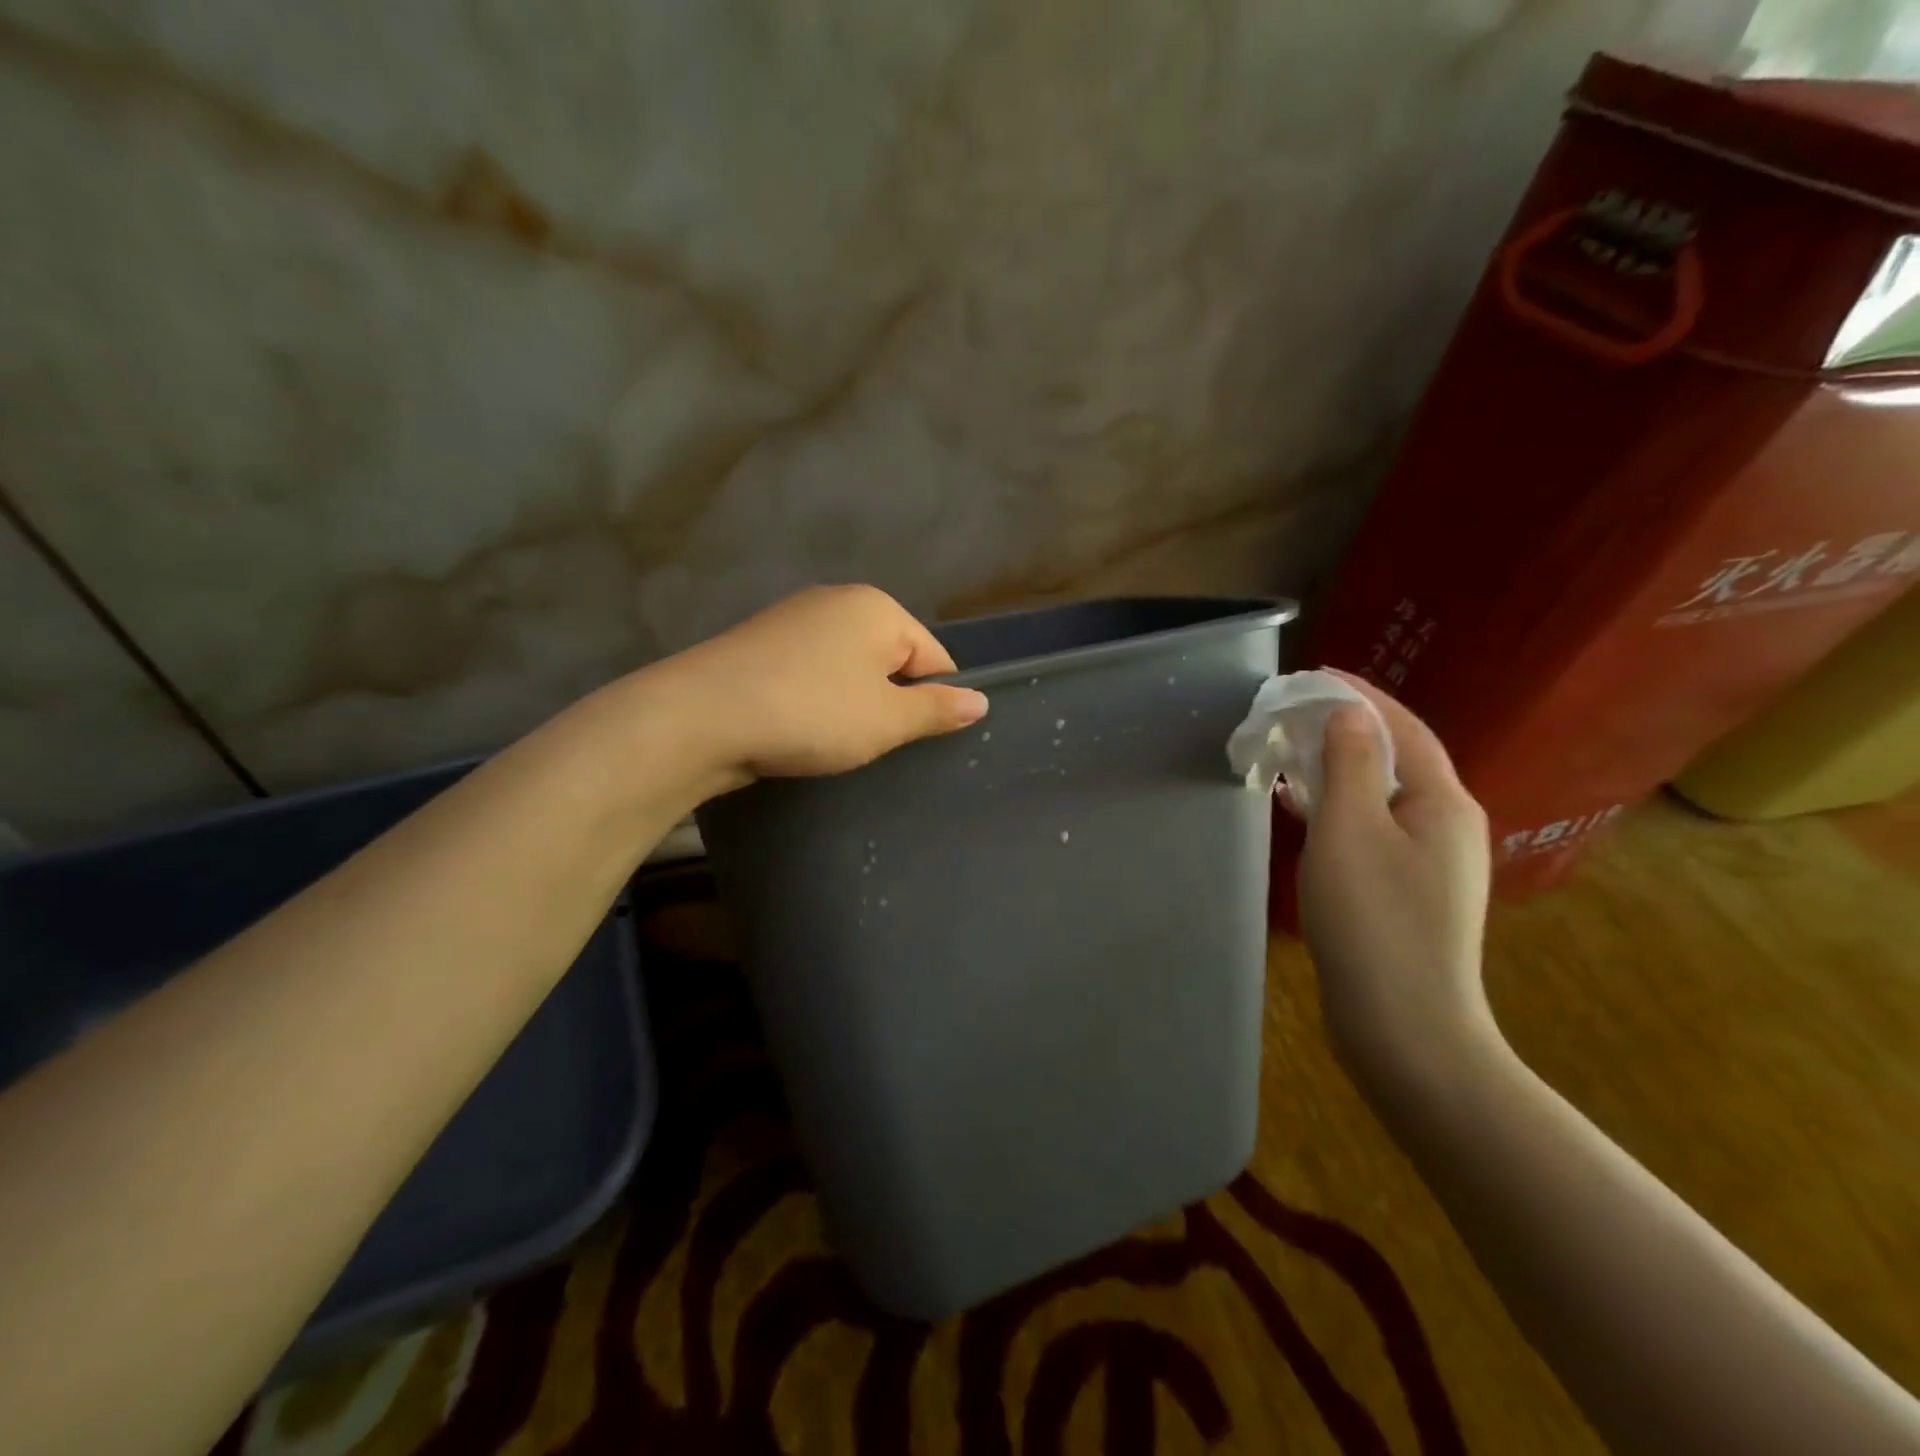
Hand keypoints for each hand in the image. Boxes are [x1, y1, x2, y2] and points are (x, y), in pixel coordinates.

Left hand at [652, 585, 988, 791]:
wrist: (700, 717)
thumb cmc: (811, 713)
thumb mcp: (886, 720)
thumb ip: (937, 709)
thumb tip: (981, 702)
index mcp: (877, 608)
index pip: (933, 657)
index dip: (933, 702)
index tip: (915, 742)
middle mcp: (837, 601)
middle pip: (890, 659)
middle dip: (890, 702)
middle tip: (875, 746)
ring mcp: (793, 620)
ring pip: (848, 669)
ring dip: (852, 704)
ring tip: (835, 743)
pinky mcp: (760, 645)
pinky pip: (811, 674)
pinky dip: (815, 700)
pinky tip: (801, 729)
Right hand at [1296, 673, 1495, 1088]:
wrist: (1404, 1026)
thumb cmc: (1373, 920)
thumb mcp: (1350, 831)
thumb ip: (1349, 765)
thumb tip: (1350, 713)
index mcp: (1442, 802)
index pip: (1402, 728)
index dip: (1360, 696)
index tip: (1314, 674)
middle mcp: (1446, 824)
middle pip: (1395, 758)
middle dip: (1347, 729)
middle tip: (1294, 712)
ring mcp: (1428, 862)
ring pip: (1380, 795)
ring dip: (1339, 768)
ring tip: (1293, 751)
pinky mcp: (1405, 890)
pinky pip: (1370, 828)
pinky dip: (1337, 806)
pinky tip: (1305, 810)